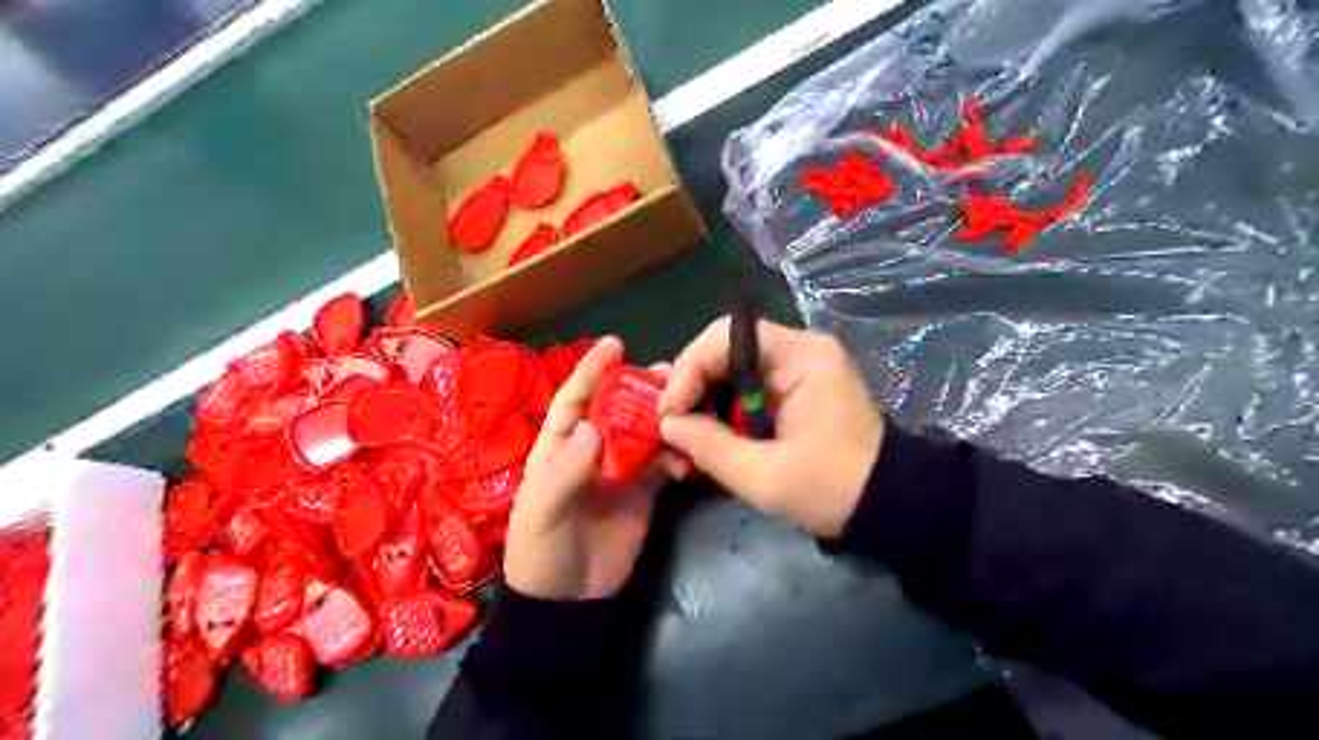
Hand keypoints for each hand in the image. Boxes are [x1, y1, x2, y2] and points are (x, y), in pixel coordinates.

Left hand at [503, 338, 674, 603]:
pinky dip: (677, 455)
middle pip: (616, 410)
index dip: (591, 371)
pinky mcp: (644, 493)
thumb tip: (593, 427)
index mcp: (559, 447)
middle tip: (668, 373)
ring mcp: (621, 471)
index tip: (615, 344)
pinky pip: (663, 465)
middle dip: (638, 389)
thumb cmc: (541, 552)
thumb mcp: (541, 512)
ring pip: (644, 433)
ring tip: (688, 403)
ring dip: (664, 417)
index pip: (574, 400)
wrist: (569, 603)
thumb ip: (565, 471)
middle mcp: (591, 451)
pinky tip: (689, 454)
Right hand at [660, 319, 883, 536]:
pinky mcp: (792, 396)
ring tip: (680, 444)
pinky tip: (704, 447)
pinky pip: (744, 395)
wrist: (888, 508)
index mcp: (801, 356)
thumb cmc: (833, 488)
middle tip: (668, 428)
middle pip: (725, 354)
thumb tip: (667, 425)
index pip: (726, 337)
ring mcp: (795, 374)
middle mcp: (797, 353)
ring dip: (702, 408)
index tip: (669, 410)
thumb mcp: (765, 475)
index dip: (689, 368)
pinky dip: (721, 418)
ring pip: (730, 376)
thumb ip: (710, 446)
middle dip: (691, 391)